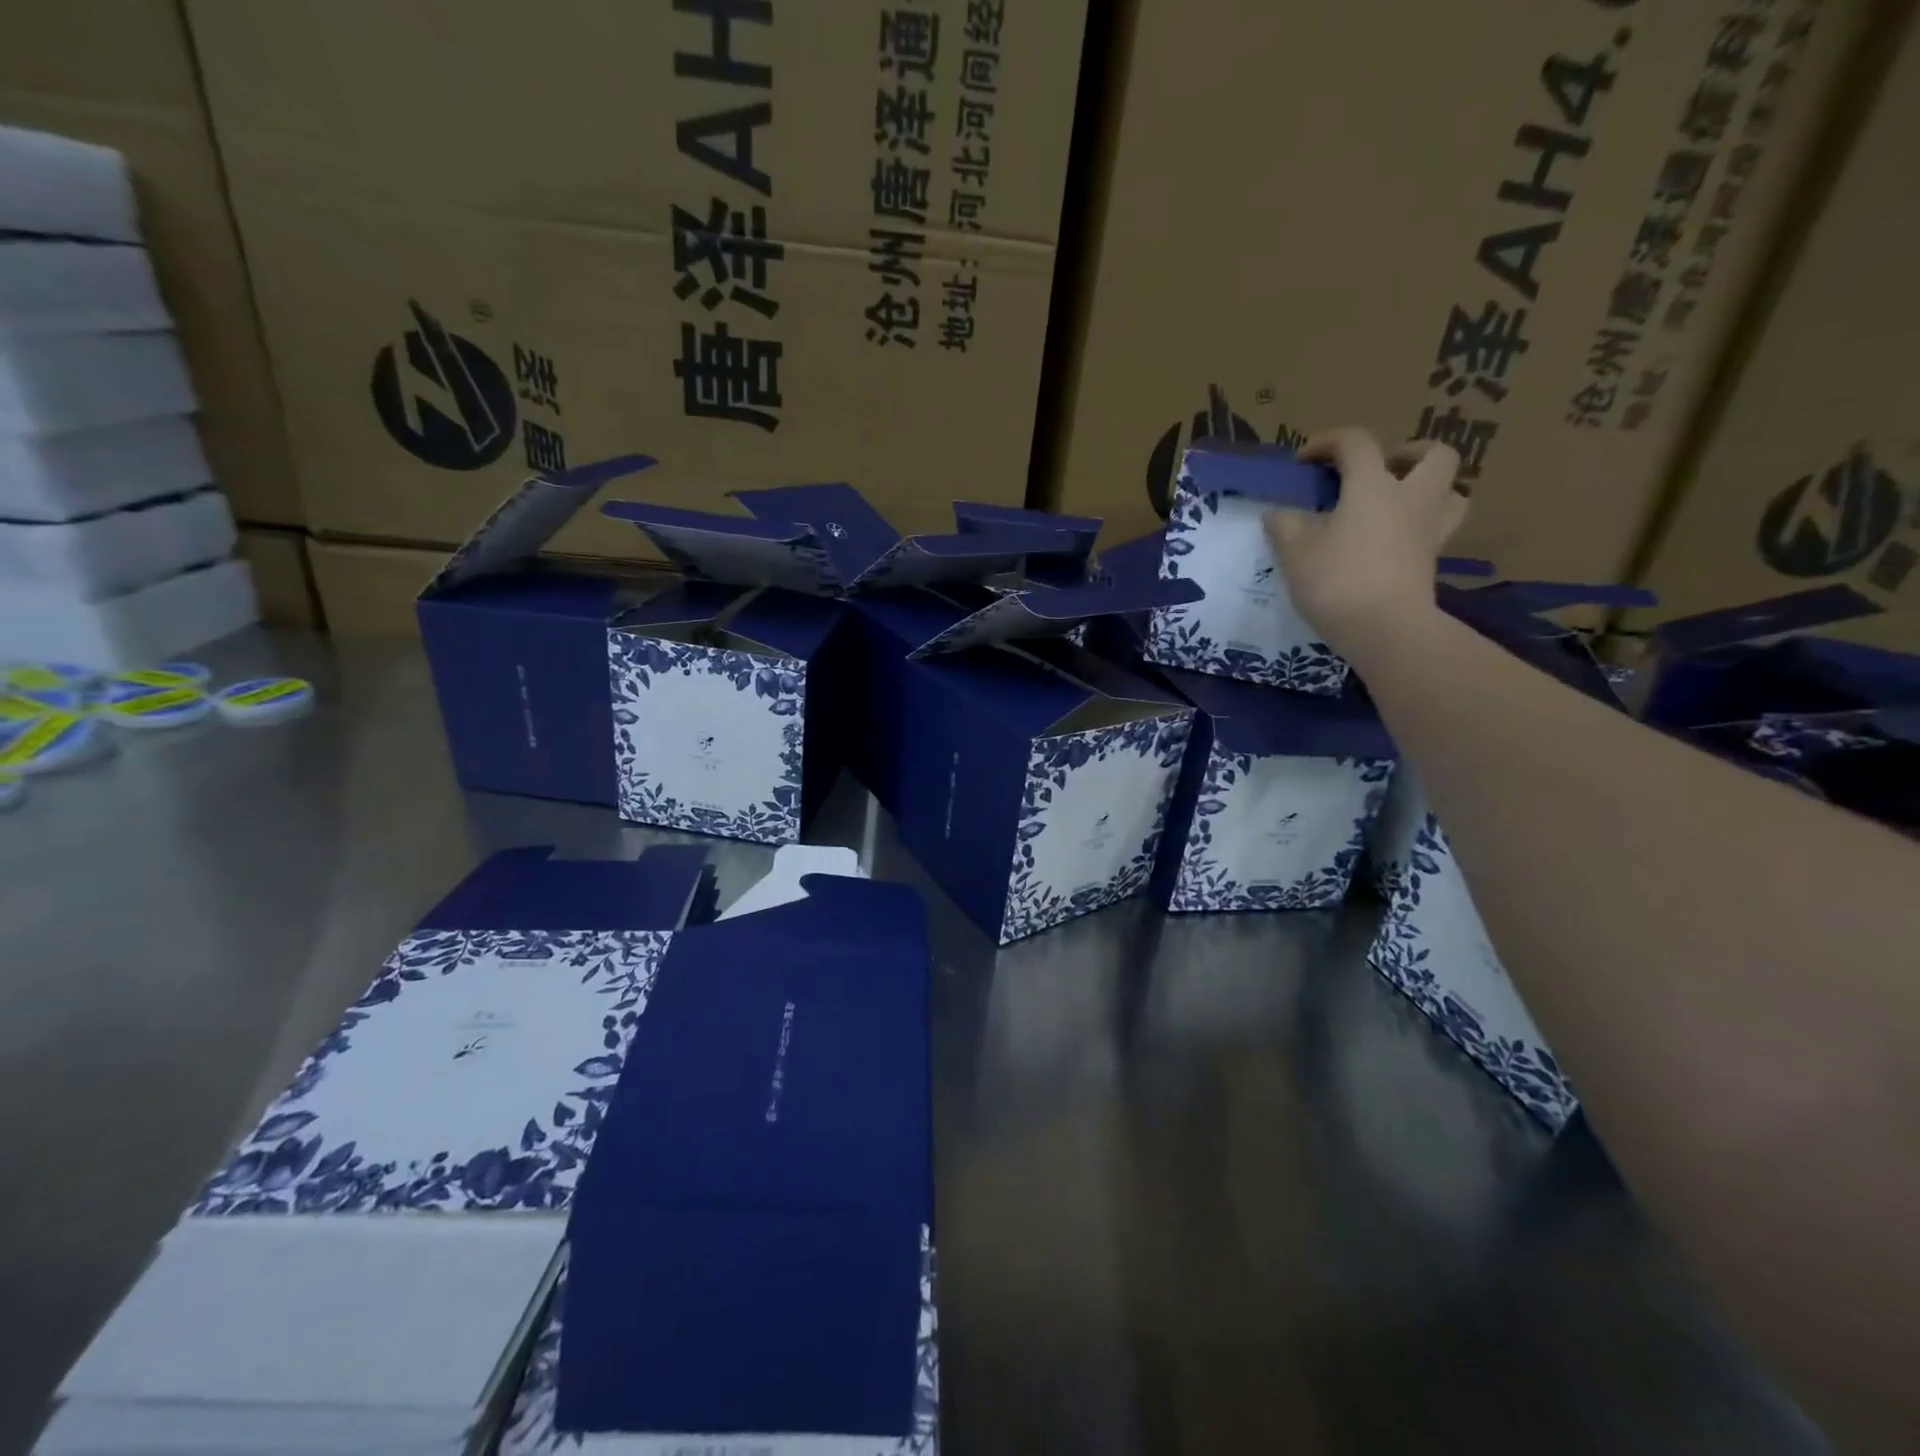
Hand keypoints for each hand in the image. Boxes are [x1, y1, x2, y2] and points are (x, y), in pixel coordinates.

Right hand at [1264, 429, 1468, 656]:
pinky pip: (1437, 530)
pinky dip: (1421, 526)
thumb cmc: (1336, 581)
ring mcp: (1428, 530)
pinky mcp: (1432, 561)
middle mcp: (1410, 498)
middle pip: (1434, 455)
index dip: (1329, 442)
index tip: (1304, 460)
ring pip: (1450, 491)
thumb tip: (1277, 514)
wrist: (1384, 629)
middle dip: (1407, 453)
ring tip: (1395, 504)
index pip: (1357, 443)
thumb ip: (1285, 527)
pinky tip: (1394, 541)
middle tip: (1377, 471)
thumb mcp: (1295, 553)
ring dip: (1428, 488)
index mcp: (1373, 486)